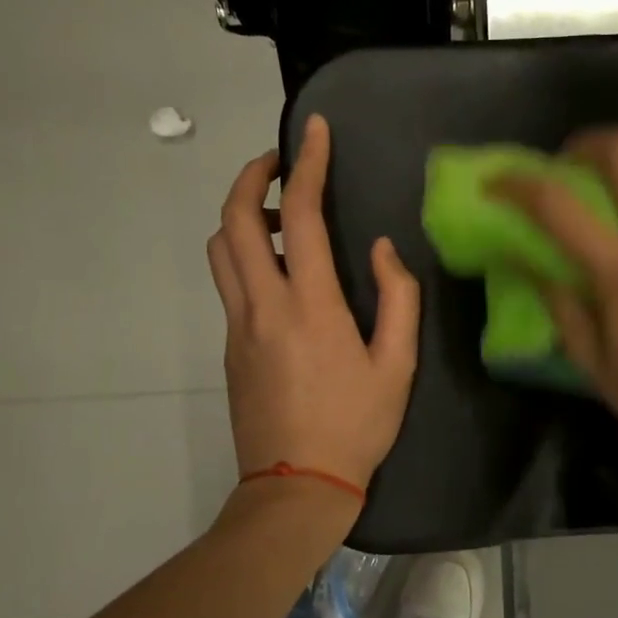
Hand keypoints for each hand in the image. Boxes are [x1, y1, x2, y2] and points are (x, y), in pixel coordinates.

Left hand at [207, 114, 420, 491]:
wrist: (296, 487)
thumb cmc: (355, 426)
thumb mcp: (398, 366)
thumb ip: (398, 299)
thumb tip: (381, 250)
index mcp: (310, 305)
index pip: (298, 215)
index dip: (305, 164)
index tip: (313, 131)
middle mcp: (263, 305)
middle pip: (233, 220)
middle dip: (250, 176)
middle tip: (279, 163)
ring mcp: (238, 326)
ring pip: (218, 249)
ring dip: (239, 216)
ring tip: (275, 215)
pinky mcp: (229, 347)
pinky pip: (228, 283)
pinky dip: (243, 255)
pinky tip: (279, 273)